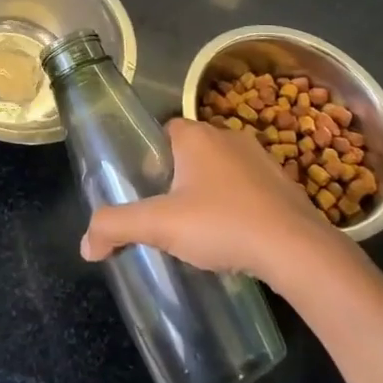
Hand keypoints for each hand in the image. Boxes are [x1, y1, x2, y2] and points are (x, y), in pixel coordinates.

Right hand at [80, 118, 330, 280]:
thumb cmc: (222, 224)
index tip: (143, 189)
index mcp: (196, 135)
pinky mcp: (283, 184)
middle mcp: (228, 135)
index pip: (162, 132)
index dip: (148, 158)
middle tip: (165, 213)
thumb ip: (116, 226)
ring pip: (220, 169)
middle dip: (176, 178)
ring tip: (198, 229)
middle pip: (189, 151)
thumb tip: (85, 244)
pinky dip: (236, 205)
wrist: (297, 250)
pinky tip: (233, 235)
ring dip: (208, 192)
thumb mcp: (160, 226)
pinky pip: (248, 188)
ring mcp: (261, 158)